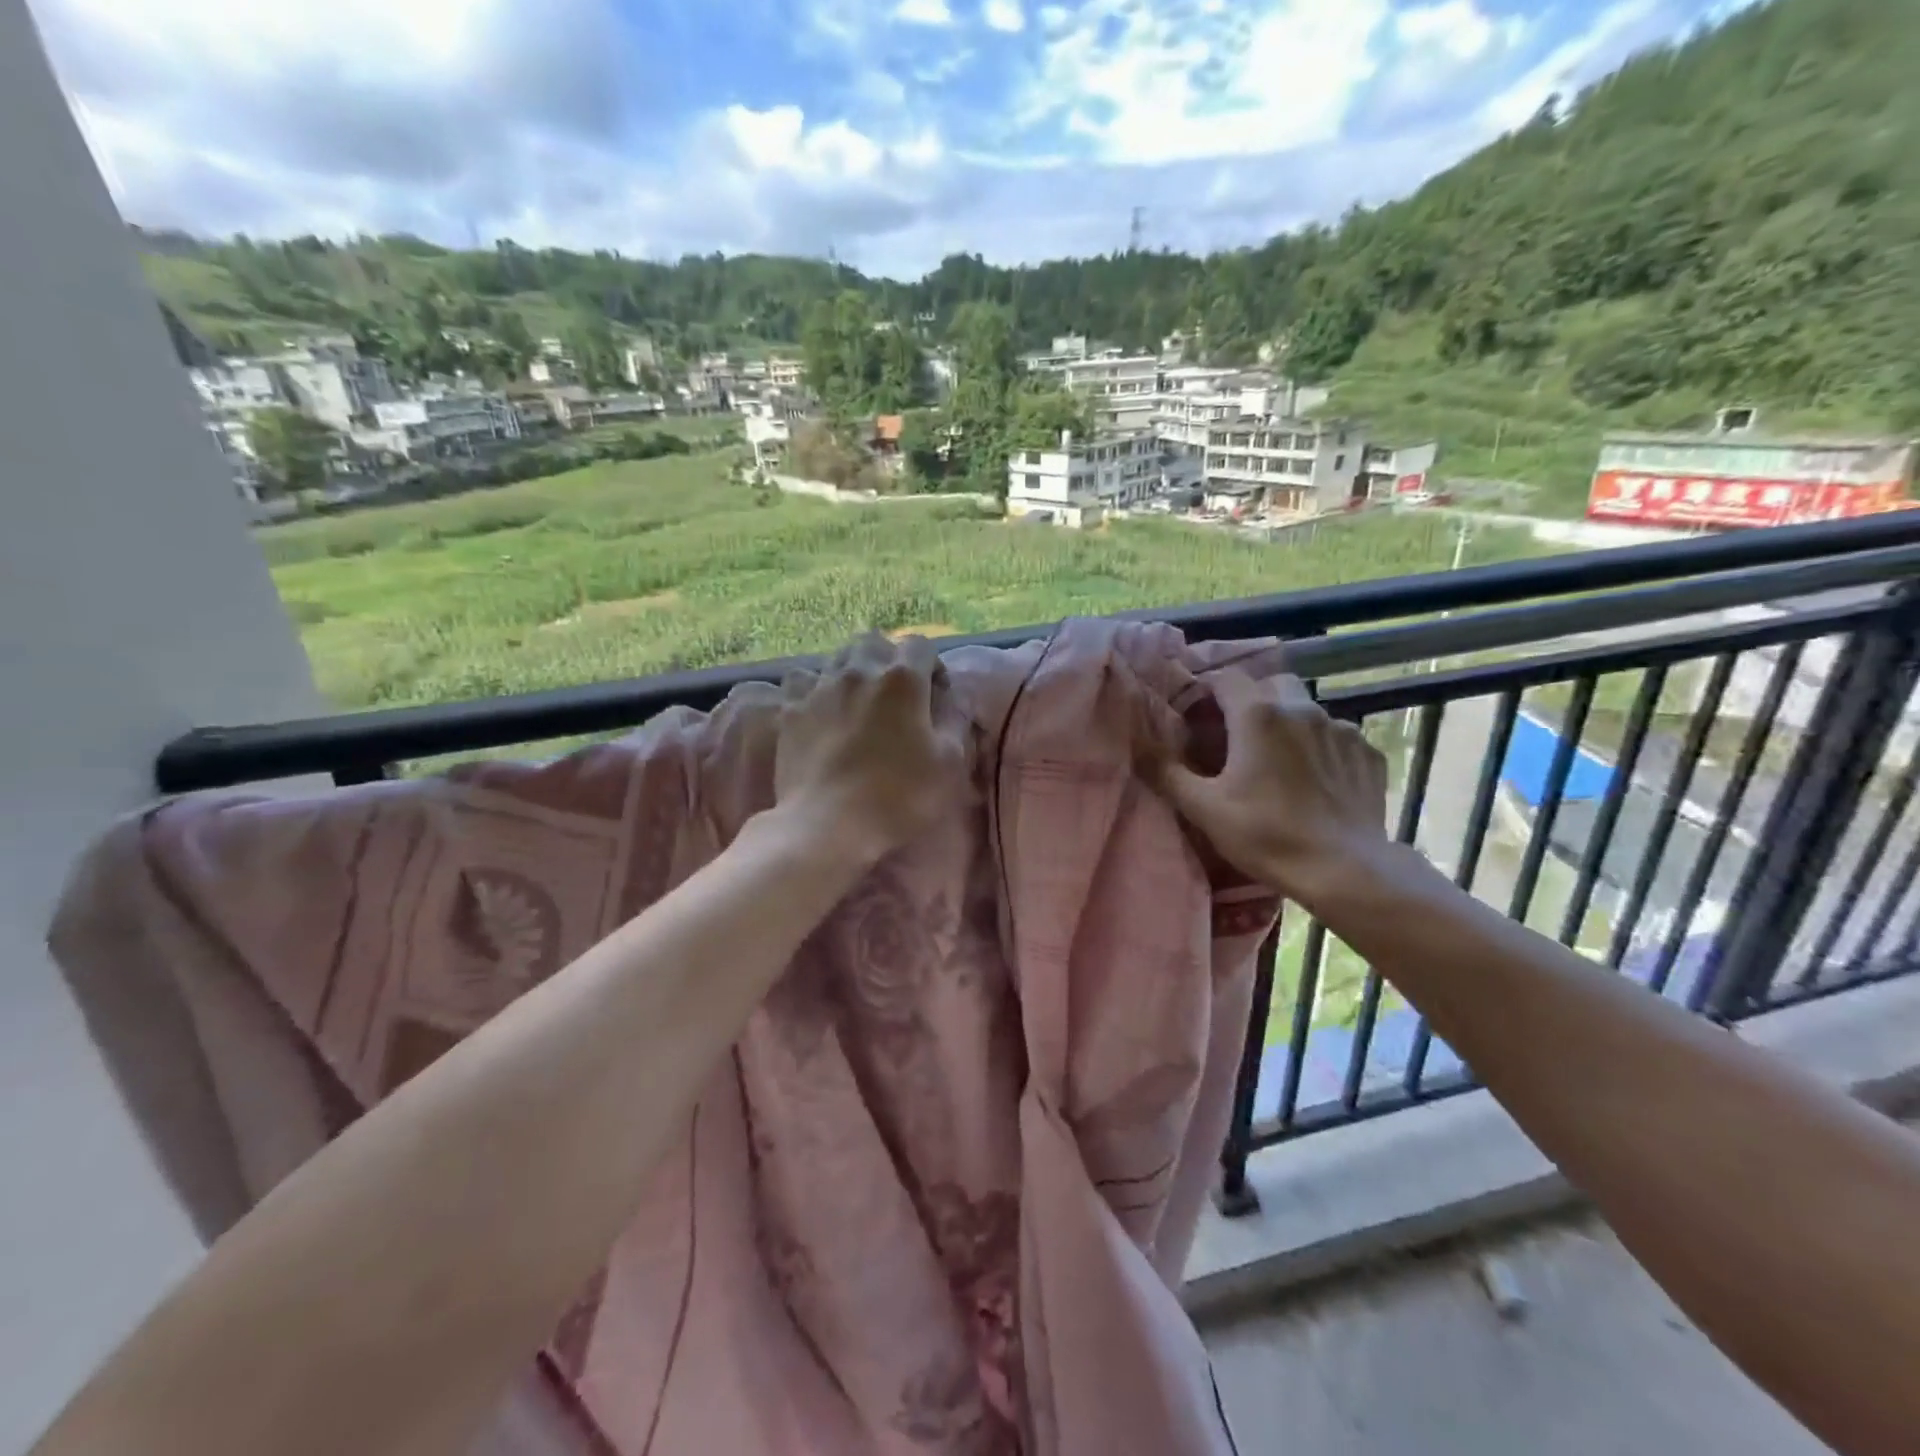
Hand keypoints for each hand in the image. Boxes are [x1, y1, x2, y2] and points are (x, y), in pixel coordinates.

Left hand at [773, 633, 966, 863]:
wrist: (828, 824)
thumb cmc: (898, 796)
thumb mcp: (949, 764)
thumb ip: (955, 722)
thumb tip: (955, 700)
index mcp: (903, 680)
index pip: (920, 645)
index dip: (931, 665)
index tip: (935, 695)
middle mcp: (860, 671)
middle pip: (874, 642)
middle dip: (888, 659)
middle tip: (895, 694)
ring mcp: (820, 687)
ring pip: (838, 656)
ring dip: (853, 670)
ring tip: (858, 701)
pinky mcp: (791, 709)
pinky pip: (802, 679)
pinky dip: (814, 687)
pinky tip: (820, 708)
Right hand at [1152, 670, 1389, 908]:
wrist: (1344, 870)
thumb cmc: (1266, 836)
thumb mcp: (1204, 808)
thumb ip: (1167, 771)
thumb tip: (1139, 745)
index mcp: (1258, 715)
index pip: (1225, 678)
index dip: (1206, 691)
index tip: (1196, 714)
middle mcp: (1301, 709)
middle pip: (1270, 684)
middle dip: (1250, 700)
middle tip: (1236, 734)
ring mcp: (1341, 729)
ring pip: (1306, 708)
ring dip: (1286, 721)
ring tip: (1277, 758)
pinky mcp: (1368, 753)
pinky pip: (1336, 735)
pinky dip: (1320, 746)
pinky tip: (1314, 778)